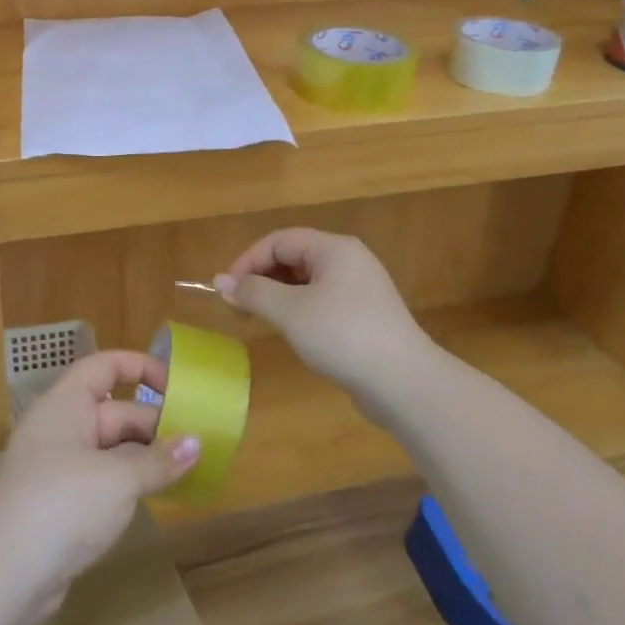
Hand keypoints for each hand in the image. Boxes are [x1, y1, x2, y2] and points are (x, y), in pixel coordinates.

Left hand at [0, 351, 200, 616]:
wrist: (4, 577)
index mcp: (66, 404)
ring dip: (146, 457)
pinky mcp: (58, 502)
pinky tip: (156, 496)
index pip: (105, 366)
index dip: (142, 367)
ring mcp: (56, 466)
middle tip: (199, 444)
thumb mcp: (119, 479)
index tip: (179, 387)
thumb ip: (159, 459)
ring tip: (188, 470)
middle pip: (115, 411)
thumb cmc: (63, 506)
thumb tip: (196, 443)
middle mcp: (59, 427)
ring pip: (110, 448)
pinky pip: (101, 478)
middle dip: (155, 425)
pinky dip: (128, 482)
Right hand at [216, 228, 434, 413]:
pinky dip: (298, 310)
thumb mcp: (290, 311)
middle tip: (238, 307)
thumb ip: (252, 292)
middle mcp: (349, 260)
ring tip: (259, 319)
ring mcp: (360, 289)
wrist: (404, 383)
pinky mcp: (364, 316)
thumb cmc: (342, 336)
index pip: (278, 241)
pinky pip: (322, 301)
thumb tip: (220, 281)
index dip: (247, 261)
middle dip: (261, 278)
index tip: (226, 291)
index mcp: (334, 248)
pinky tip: (291, 332)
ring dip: (277, 295)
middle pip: (293, 257)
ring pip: (306, 281)